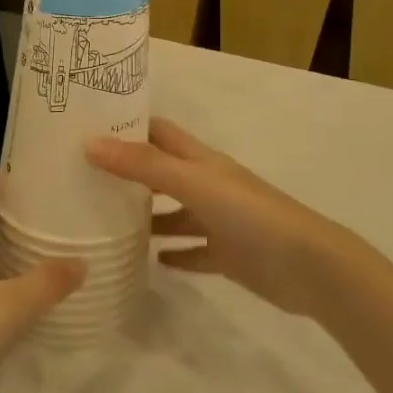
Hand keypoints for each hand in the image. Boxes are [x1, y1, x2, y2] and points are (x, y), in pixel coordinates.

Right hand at [87, 119, 359, 316]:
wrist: (309, 266)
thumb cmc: (250, 214)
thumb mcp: (194, 183)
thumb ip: (144, 165)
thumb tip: (89, 142)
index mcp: (201, 160)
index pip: (159, 132)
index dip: (128, 125)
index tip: (88, 126)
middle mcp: (207, 185)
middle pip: (162, 171)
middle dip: (129, 171)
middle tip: (84, 177)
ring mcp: (218, 221)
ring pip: (175, 214)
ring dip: (147, 216)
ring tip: (104, 221)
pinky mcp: (226, 256)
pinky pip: (192, 252)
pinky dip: (172, 254)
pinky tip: (150, 261)